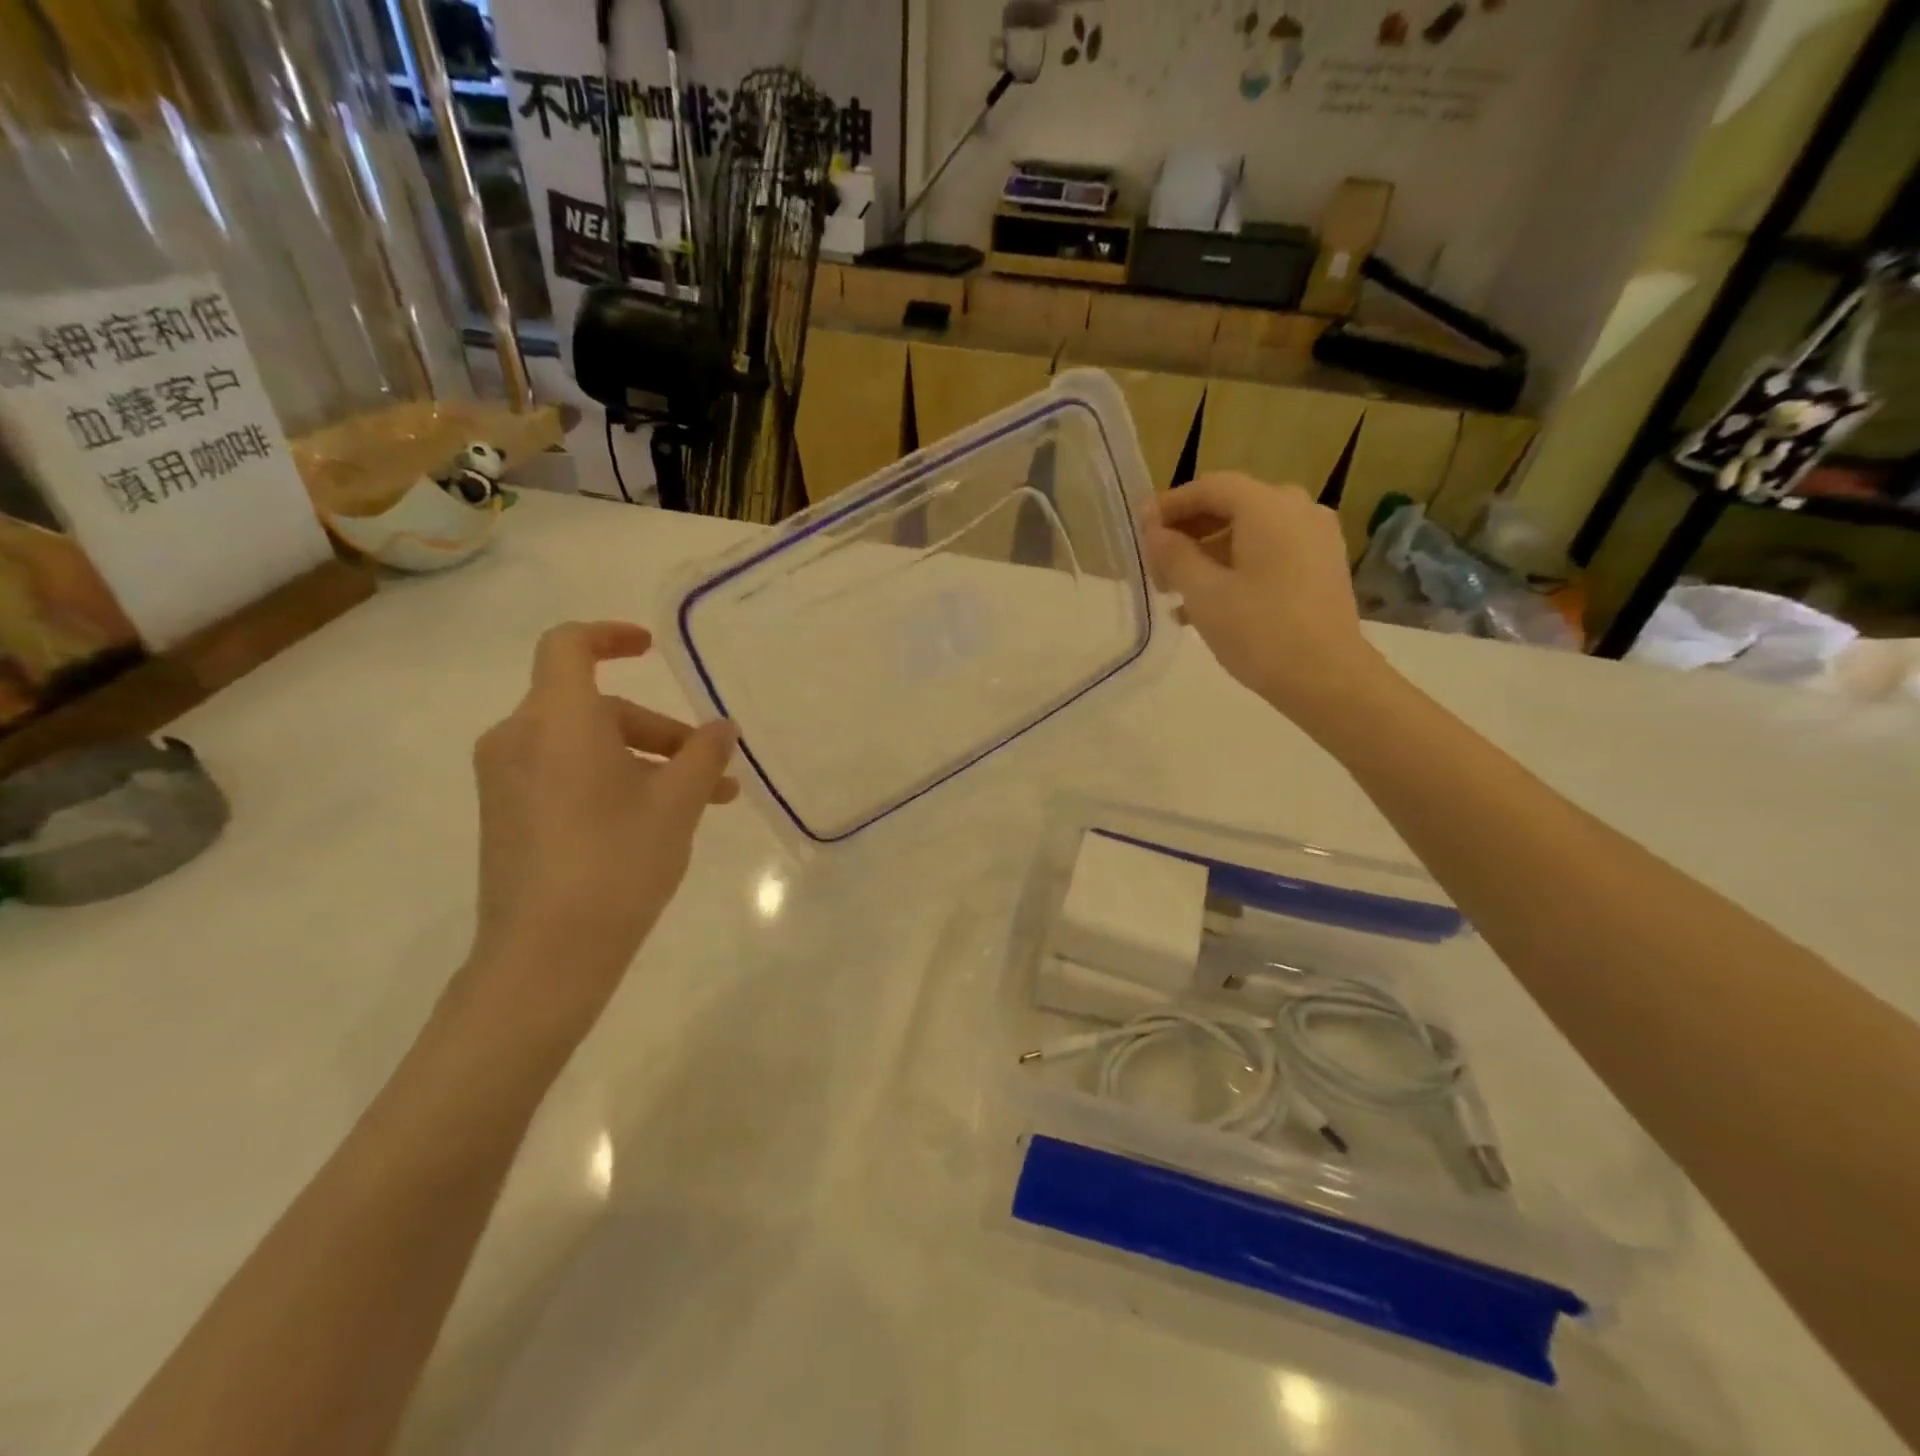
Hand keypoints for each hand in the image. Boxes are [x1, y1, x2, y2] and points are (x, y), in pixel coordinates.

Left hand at [464, 622, 737, 1037]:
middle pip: (596, 708)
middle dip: (658, 732)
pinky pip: (563, 774)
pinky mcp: (505, 815)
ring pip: (584, 746)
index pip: (569, 645)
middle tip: (711, 770)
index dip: (611, 635)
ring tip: (700, 804)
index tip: (652, 649)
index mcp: (557, 720)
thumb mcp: (677, 804)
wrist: (544, 957)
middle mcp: (518, 738)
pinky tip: (652, 822)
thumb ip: (704, 755)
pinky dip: (610, 781)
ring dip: (642, 762)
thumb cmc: (616, 863)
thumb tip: (722, 729)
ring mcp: (505, 780)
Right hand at [1143, 474, 1386, 725]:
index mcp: (1268, 506)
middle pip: (1232, 507)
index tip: (1140, 529)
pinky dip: (1236, 568)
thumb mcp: (1203, 592)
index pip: (1210, 487)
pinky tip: (1207, 605)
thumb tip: (1155, 533)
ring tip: (1175, 590)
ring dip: (1209, 554)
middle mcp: (1298, 510)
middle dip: (1189, 532)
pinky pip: (1270, 554)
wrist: (1327, 678)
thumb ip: (1174, 555)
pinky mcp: (1322, 568)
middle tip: (1155, 563)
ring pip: (1250, 533)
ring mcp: (1316, 539)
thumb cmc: (1259, 630)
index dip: (1170, 505)